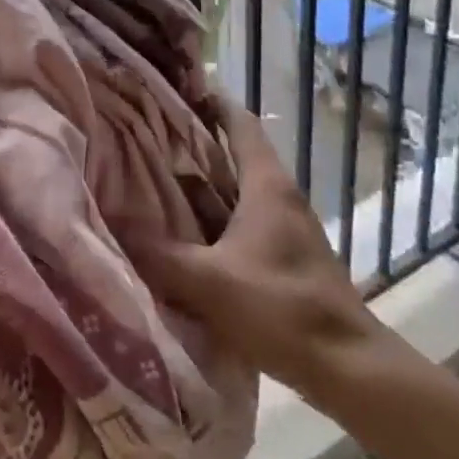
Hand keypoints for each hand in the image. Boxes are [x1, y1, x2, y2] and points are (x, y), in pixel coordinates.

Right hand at [134, 96, 391, 397]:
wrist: (348, 368)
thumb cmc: (282, 308)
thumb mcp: (209, 280)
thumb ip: (157, 253)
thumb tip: (110, 224)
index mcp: (267, 185)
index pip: (240, 123)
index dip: (211, 102)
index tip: (175, 90)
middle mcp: (278, 197)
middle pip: (233, 155)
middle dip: (193, 144)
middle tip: (146, 136)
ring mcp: (284, 229)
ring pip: (235, 191)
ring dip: (200, 184)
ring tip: (152, 179)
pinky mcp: (284, 258)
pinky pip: (240, 223)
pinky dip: (211, 219)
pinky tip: (182, 235)